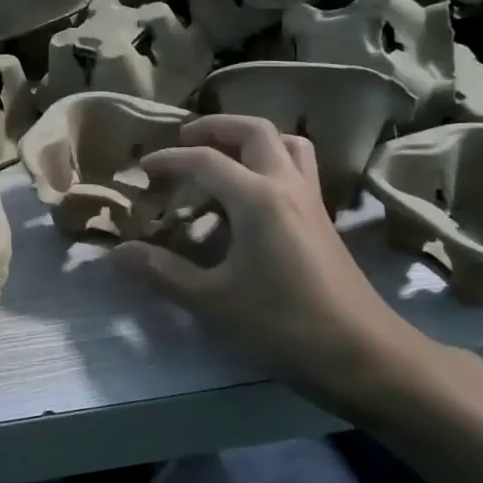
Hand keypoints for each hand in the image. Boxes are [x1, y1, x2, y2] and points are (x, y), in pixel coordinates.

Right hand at [116, 116, 437, 426]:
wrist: (363, 356)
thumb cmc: (283, 325)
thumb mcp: (212, 302)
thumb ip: (163, 272)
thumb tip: (118, 252)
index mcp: (257, 199)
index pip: (205, 160)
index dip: (169, 160)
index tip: (141, 170)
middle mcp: (287, 187)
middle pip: (255, 131)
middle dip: (216, 127)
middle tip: (185, 139)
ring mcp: (311, 202)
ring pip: (287, 144)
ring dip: (251, 139)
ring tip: (223, 155)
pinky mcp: (324, 221)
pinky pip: (298, 169)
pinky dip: (271, 162)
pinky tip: (252, 194)